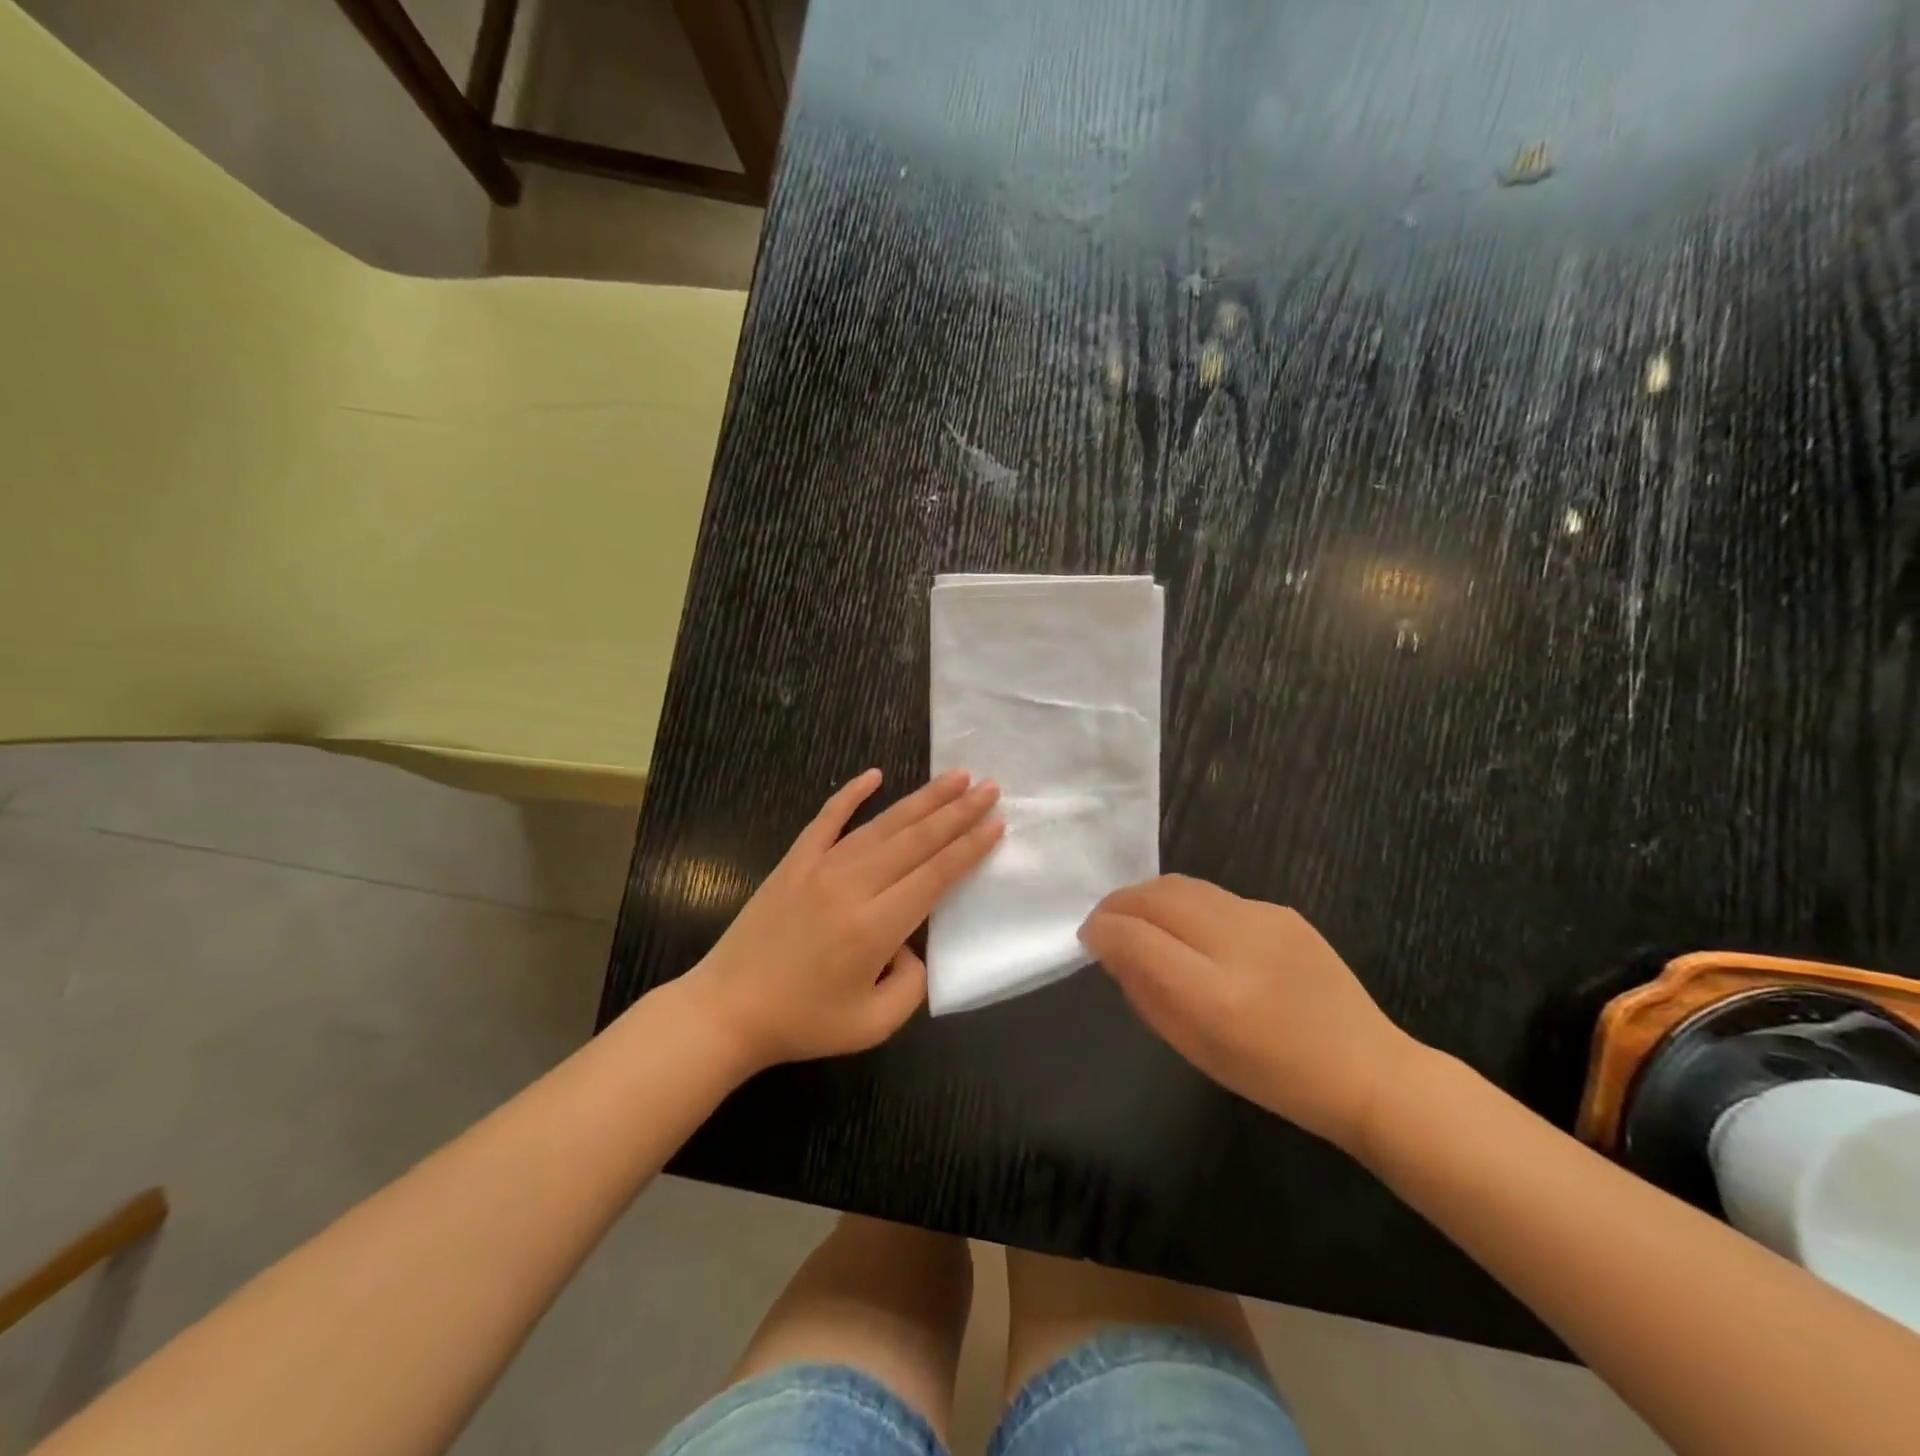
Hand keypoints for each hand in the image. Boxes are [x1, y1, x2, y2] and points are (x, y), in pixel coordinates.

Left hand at [683, 769, 1002, 1070]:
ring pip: (882, 824)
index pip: (935, 875)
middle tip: (990, 787)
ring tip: (955, 776)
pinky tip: (874, 774)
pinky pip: (827, 818)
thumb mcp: (872, 1026)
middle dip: (958, 812)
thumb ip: (911, 985)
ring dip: (922, 799)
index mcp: (876, 926)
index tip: (996, 824)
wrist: (727, 1010)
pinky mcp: (794, 861)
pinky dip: (851, 793)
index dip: (969, 848)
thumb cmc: (803, 1022)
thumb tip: (912, 945)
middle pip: (916, 840)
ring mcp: (820, 867)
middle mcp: (853, 886)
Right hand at [1078, 875, 1418, 1152]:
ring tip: (1137, 918)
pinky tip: (1190, 930)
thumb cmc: (1274, 1078)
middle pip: (1156, 897)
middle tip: (1104, 922)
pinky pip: (1215, 896)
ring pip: (1182, 885)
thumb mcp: (1195, 1050)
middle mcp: (1238, 944)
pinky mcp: (1282, 910)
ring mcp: (1265, 919)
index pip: (1136, 938)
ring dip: (1148, 897)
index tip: (1089, 938)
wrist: (1366, 1070)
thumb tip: (1112, 951)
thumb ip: (1146, 995)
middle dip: (1118, 904)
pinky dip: (1186, 906)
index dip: (1103, 931)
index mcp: (1215, 995)